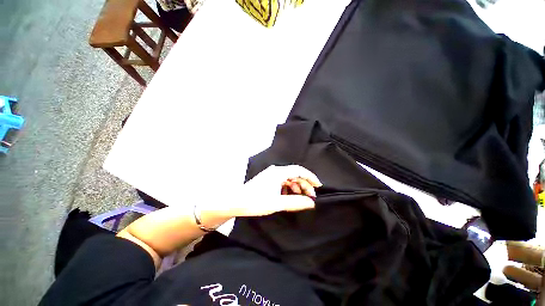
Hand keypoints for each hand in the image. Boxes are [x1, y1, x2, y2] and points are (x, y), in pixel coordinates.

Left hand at [221, 165, 321, 217]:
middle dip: (304, 184)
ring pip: (289, 178)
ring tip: (301, 197)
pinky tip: (289, 196)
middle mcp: (275, 171)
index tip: (318, 185)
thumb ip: (295, 202)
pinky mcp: (268, 180)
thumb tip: (311, 203)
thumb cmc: (255, 201)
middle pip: (295, 174)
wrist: (236, 202)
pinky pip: (282, 181)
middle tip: (311, 196)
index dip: (310, 177)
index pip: (299, 170)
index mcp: (278, 173)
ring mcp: (271, 175)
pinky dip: (289, 188)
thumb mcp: (277, 203)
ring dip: (297, 187)